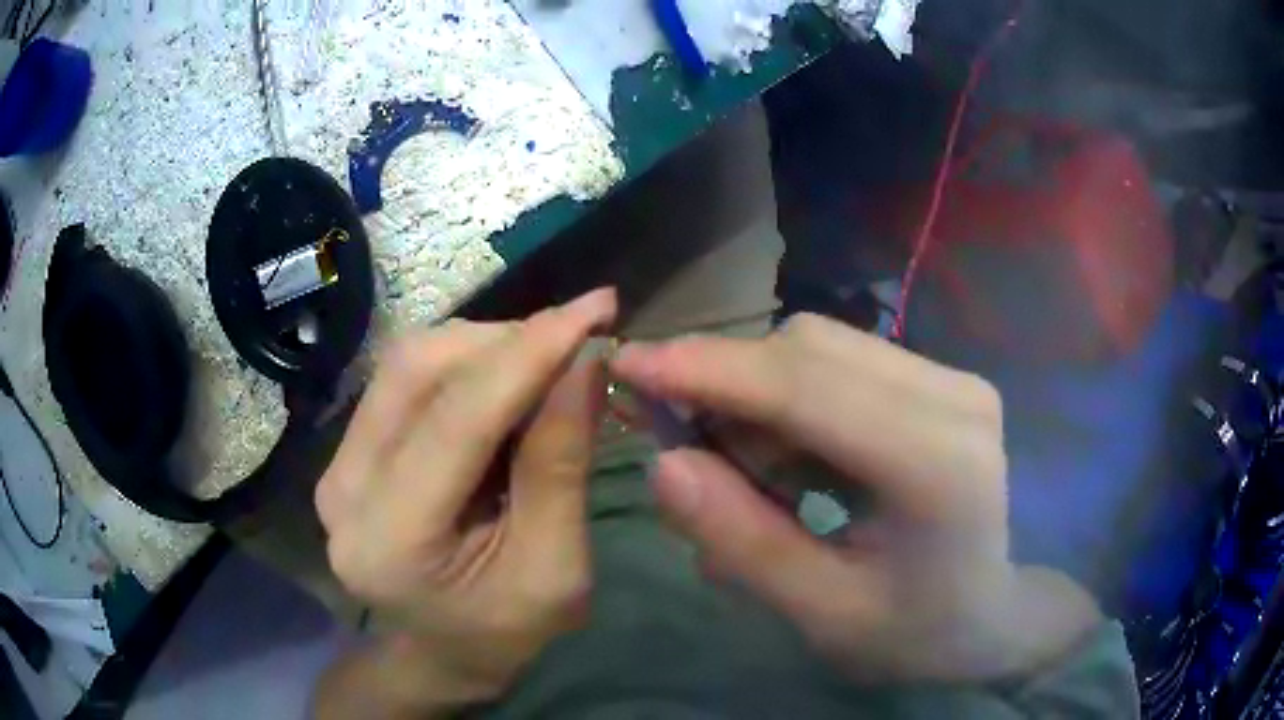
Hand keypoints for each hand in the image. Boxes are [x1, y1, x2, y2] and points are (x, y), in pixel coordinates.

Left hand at [316, 289, 616, 707]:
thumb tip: (585, 360)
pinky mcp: (347, 454)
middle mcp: (345, 491)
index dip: (529, 353)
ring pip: (409, 363)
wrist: (443, 654)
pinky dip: (465, 367)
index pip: (457, 419)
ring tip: (547, 363)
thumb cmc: (507, 633)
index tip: (597, 307)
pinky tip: (506, 383)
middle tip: (576, 341)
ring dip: (487, 346)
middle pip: (419, 371)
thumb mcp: (555, 568)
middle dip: (507, 341)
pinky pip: (405, 382)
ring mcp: (336, 467)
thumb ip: (561, 464)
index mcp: (392, 542)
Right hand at [611, 314, 1100, 682]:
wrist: (997, 614)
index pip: (806, 388)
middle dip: (728, 383)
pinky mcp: (945, 381)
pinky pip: (845, 362)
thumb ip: (744, 544)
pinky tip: (795, 460)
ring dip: (762, 395)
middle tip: (686, 445)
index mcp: (937, 466)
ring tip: (752, 472)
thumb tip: (664, 464)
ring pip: (822, 347)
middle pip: (809, 348)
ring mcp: (955, 380)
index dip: (708, 369)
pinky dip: (795, 399)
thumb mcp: (823, 614)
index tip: (628, 363)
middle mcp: (954, 397)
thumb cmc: (917, 632)